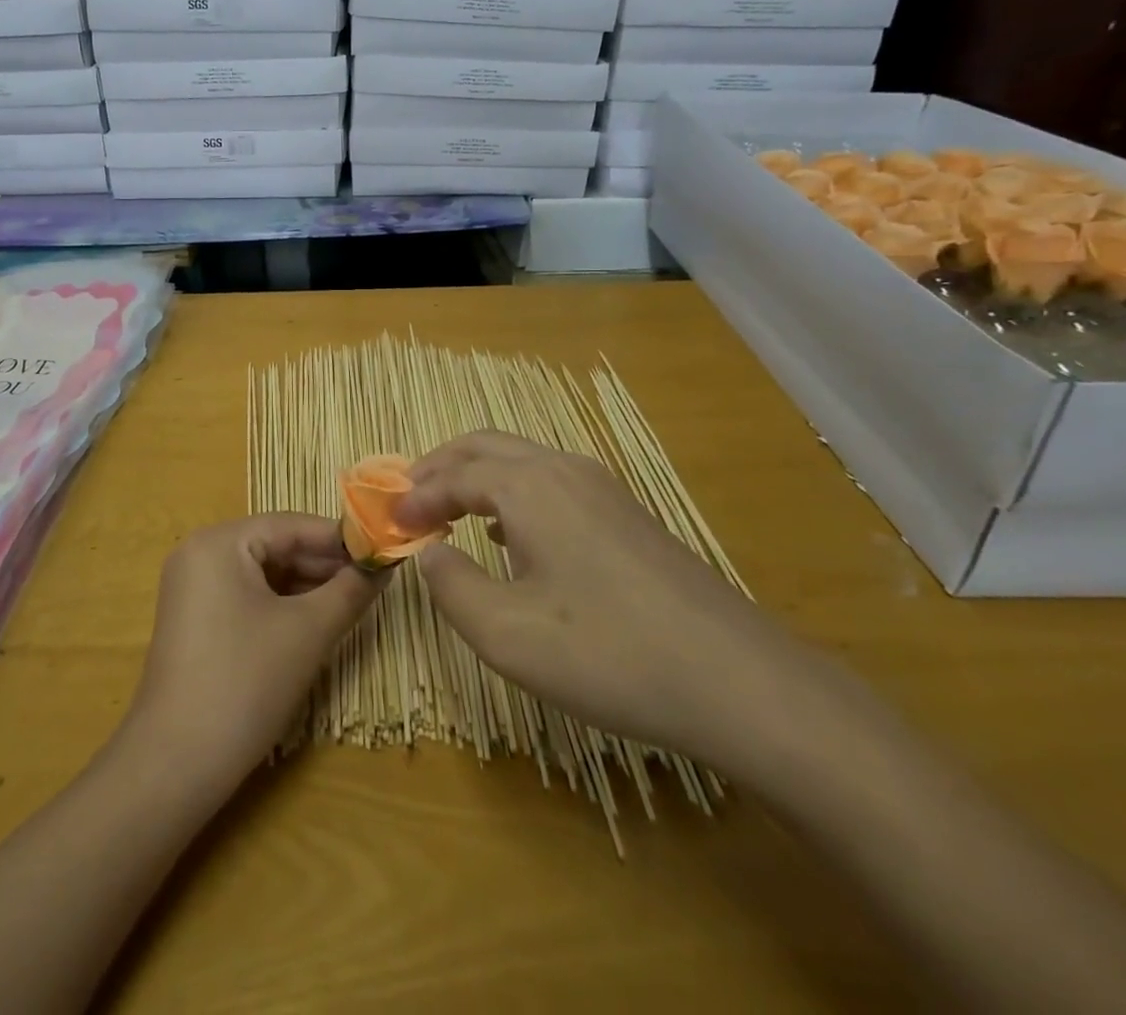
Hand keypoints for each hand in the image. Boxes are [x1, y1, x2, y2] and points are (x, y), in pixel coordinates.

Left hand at [124, 513, 380, 789]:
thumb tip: (385, 562)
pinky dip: (283, 606)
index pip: (292, 525)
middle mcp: (201, 553)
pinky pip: (248, 597)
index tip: (383, 551)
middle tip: (374, 581)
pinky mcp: (196, 620)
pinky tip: (317, 621)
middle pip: (277, 546)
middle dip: (326, 565)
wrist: (175, 765)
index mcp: (220, 542)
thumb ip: (351, 590)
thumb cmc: (245, 683)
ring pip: (265, 574)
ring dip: (309, 587)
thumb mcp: (308, 632)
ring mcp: (194, 588)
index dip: (341, 539)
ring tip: (354, 601)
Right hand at [398, 432, 828, 773]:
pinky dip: (511, 490)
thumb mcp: (507, 634)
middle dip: (440, 466)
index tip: (389, 524)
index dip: (415, 497)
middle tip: (408, 500)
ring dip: (476, 476)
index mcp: (529, 487)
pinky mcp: (625, 511)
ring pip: (520, 459)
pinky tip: (509, 533)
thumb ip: (452, 586)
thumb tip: (429, 552)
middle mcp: (563, 469)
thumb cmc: (608, 654)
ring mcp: (601, 486)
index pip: (453, 475)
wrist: (736, 678)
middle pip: (485, 446)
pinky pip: (550, 480)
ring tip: (448, 512)